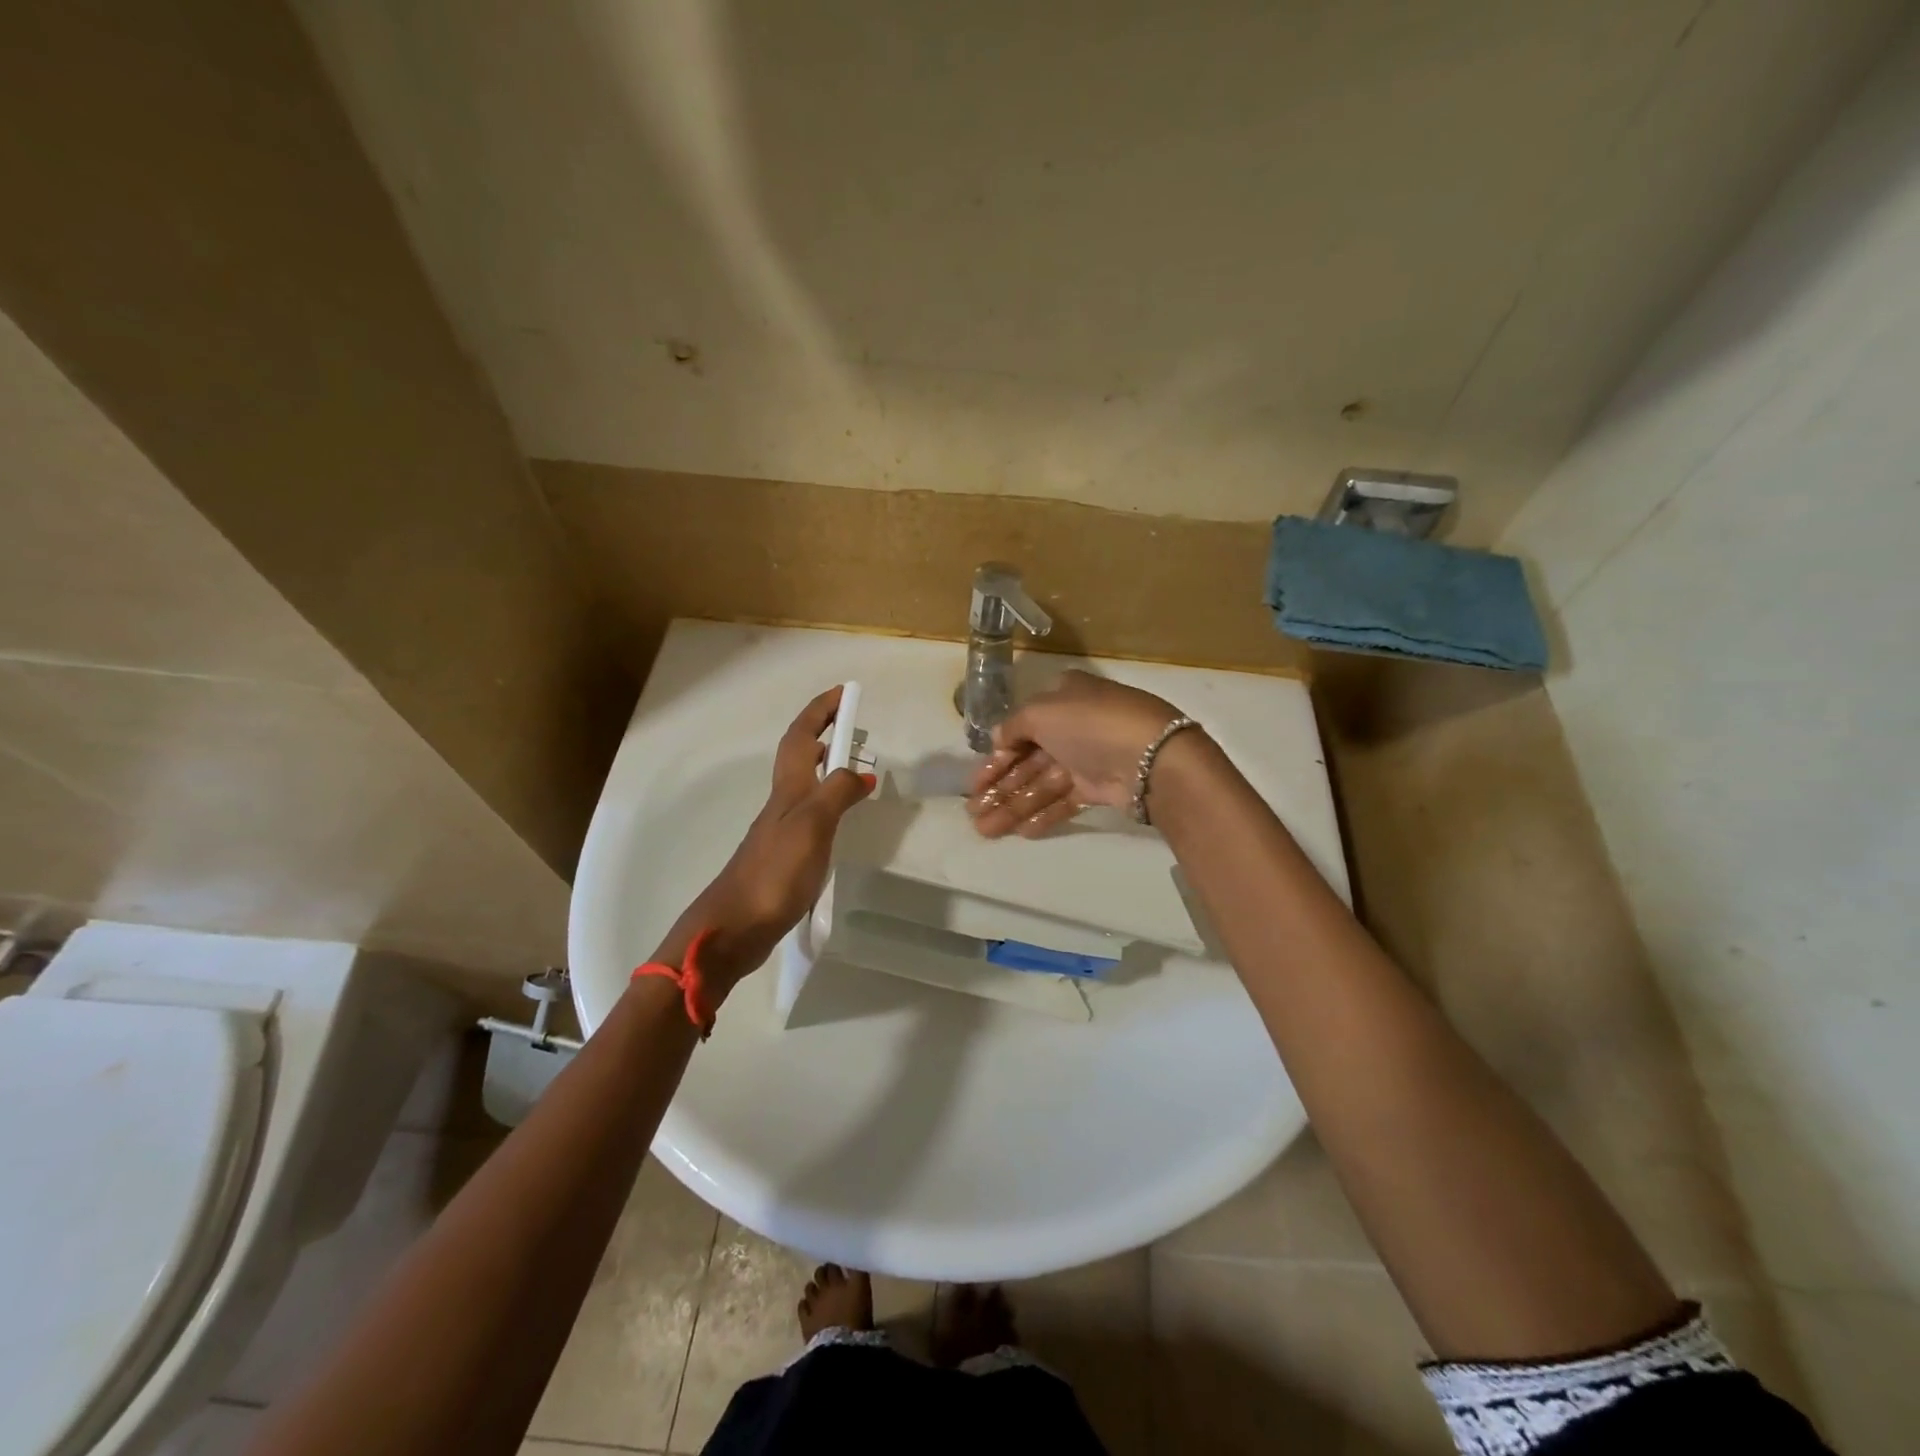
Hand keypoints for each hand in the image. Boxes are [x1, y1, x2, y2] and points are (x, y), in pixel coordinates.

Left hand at [685, 687, 873, 988]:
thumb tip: (862, 770)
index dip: (820, 710)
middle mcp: (783, 802)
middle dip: (824, 732)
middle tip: (854, 727)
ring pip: (806, 783)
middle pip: (800, 755)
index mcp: (788, 789)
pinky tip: (841, 818)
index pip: (802, 736)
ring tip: (856, 766)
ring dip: (827, 765)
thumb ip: (837, 792)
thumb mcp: (812, 825)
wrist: (734, 927)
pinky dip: (829, 801)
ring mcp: (782, 829)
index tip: (843, 691)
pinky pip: (811, 812)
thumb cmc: (774, 872)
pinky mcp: (785, 854)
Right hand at [967, 670, 1184, 837]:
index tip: (976, 781)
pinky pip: (1064, 800)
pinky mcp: (1101, 787)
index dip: (996, 755)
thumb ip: (1013, 726)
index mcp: (1063, 698)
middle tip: (972, 812)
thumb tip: (998, 738)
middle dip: (999, 787)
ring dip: (1013, 806)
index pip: (1021, 727)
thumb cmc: (1090, 724)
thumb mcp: (1042, 712)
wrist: (1151, 757)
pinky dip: (1043, 814)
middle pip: (1028, 760)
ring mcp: (1088, 758)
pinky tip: (1020, 832)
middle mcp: (1074, 726)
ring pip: (1043, 784)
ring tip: (985, 830)